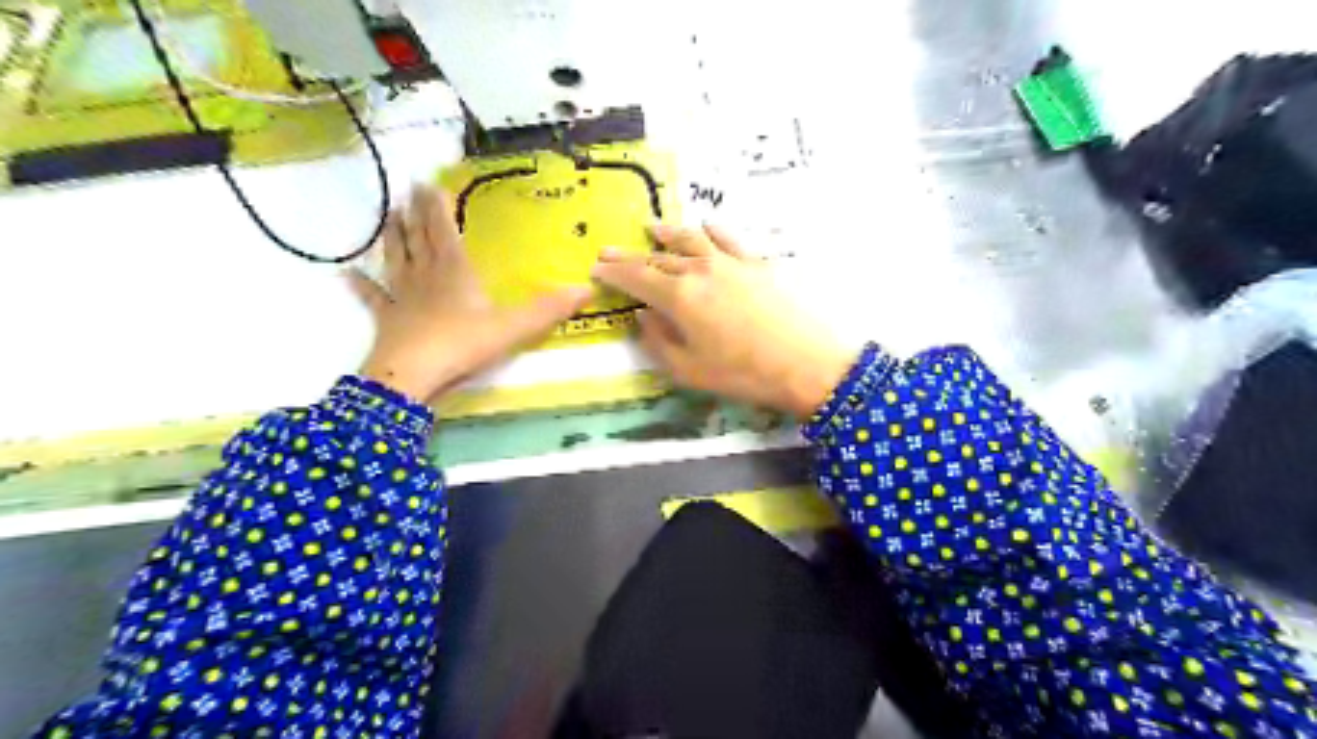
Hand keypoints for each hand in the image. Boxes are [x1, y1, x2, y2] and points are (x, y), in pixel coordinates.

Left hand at [355, 187, 590, 401]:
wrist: (412, 376)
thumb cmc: (463, 345)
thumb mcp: (513, 327)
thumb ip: (548, 309)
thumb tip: (587, 289)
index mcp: (454, 271)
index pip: (443, 229)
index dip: (435, 205)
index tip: (427, 182)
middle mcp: (425, 276)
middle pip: (417, 238)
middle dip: (413, 213)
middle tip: (406, 190)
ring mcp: (402, 297)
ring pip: (395, 259)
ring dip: (391, 237)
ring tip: (386, 217)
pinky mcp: (388, 320)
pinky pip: (373, 297)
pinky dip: (360, 285)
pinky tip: (345, 274)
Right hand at [595, 224, 860, 420]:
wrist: (809, 364)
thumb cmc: (744, 374)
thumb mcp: (689, 370)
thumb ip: (659, 341)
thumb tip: (643, 316)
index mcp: (679, 296)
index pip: (636, 278)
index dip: (613, 273)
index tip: (596, 269)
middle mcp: (701, 270)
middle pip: (658, 258)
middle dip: (631, 256)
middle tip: (609, 251)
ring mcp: (732, 262)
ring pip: (691, 240)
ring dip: (668, 234)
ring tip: (652, 229)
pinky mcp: (759, 264)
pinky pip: (729, 239)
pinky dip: (712, 231)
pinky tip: (707, 227)